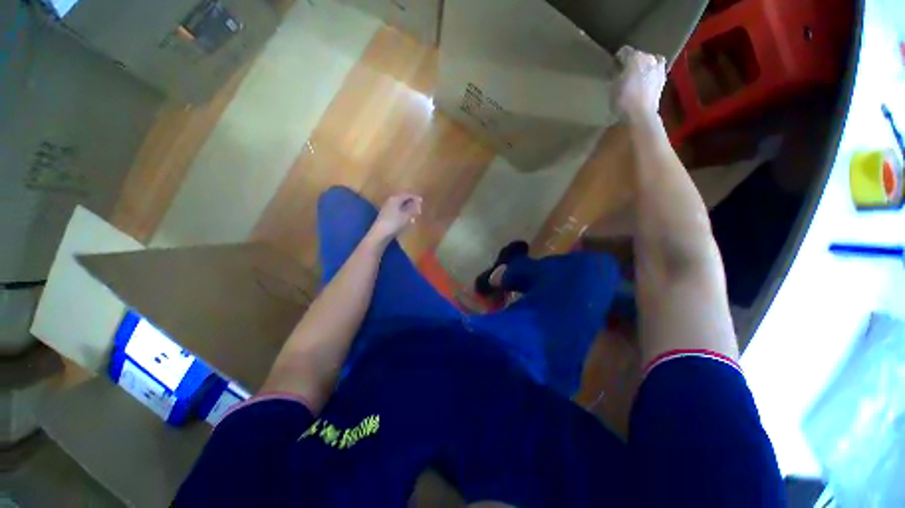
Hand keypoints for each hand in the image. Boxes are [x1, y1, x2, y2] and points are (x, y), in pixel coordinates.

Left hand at [367, 192, 422, 245]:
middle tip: (419, 208)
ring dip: (409, 208)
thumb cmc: (394, 223)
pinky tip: (408, 219)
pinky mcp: (387, 215)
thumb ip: (413, 208)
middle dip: (412, 202)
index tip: (422, 202)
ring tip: (415, 214)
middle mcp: (391, 200)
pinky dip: (404, 213)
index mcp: (396, 198)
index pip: (407, 194)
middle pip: (403, 198)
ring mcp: (388, 207)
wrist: (380, 234)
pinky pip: (398, 210)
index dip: (416, 197)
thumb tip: (418, 202)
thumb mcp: (407, 216)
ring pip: (401, 205)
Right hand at [615, 46, 666, 122]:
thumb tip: (616, 68)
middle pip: (639, 55)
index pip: (624, 51)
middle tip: (625, 72)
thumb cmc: (623, 100)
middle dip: (632, 61)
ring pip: (650, 61)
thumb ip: (615, 74)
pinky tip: (645, 81)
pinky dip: (651, 73)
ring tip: (637, 75)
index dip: (618, 58)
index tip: (613, 66)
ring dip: (644, 65)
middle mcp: (649, 58)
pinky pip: (656, 70)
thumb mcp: (613, 87)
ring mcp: (658, 68)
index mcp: (635, 57)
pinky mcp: (663, 79)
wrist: (641, 115)